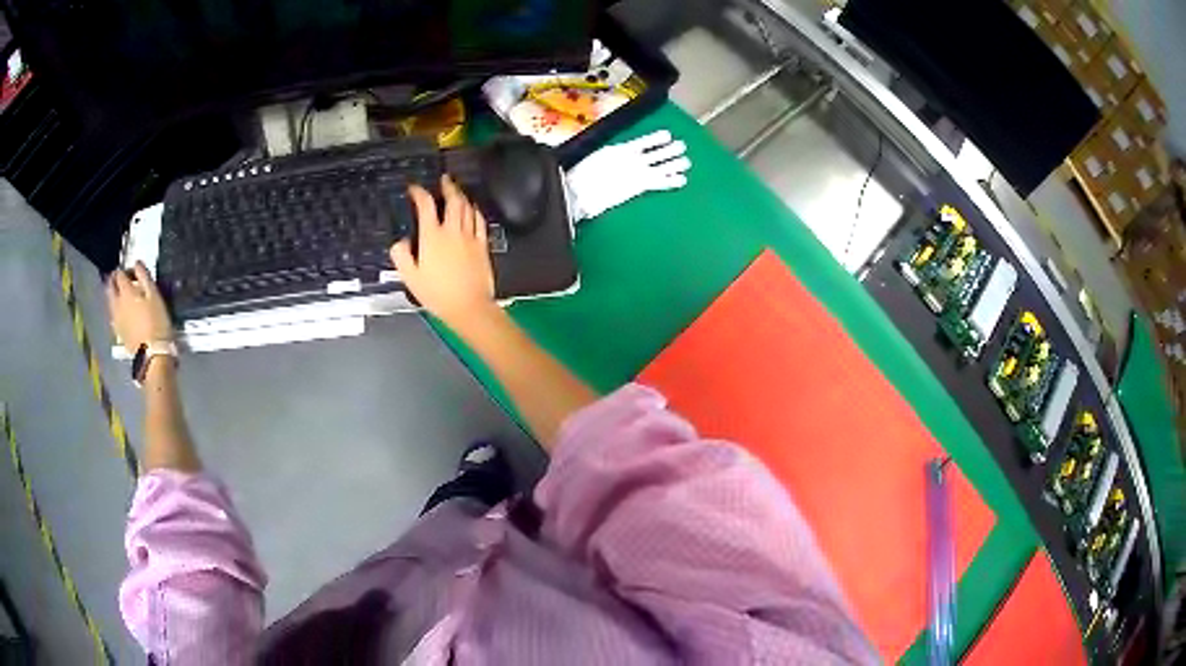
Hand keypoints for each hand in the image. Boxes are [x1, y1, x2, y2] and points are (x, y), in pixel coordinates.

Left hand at [106, 262, 173, 354]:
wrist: (152, 355)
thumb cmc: (157, 322)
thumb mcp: (155, 295)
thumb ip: (144, 277)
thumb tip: (137, 263)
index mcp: (126, 291)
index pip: (120, 274)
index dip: (126, 270)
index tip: (134, 272)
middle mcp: (117, 303)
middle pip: (110, 287)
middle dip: (114, 281)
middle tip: (124, 281)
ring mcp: (116, 319)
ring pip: (110, 302)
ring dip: (114, 296)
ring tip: (123, 296)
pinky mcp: (118, 333)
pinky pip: (113, 316)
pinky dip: (116, 310)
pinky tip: (123, 313)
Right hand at [390, 175, 496, 330]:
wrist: (469, 306)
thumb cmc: (437, 294)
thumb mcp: (410, 277)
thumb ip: (401, 256)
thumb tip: (401, 241)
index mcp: (432, 236)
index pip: (425, 205)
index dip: (419, 192)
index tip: (414, 189)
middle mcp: (452, 231)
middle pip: (453, 200)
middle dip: (447, 186)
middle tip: (443, 179)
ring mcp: (470, 237)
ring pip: (468, 207)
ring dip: (461, 196)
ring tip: (456, 191)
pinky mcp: (483, 245)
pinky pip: (480, 221)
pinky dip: (475, 211)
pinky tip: (473, 209)